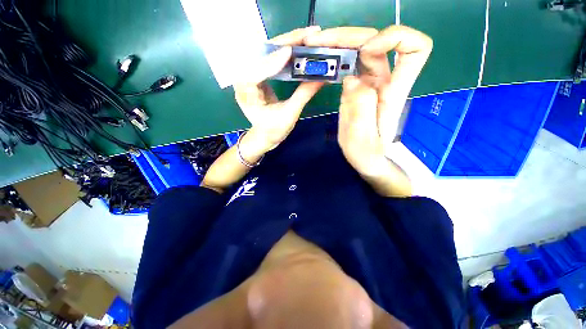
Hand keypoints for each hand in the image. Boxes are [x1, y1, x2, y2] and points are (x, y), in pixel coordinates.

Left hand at [234, 27, 323, 152]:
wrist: (264, 136)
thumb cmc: (273, 130)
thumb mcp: (289, 115)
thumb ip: (303, 95)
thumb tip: (322, 77)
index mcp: (246, 93)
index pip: (257, 71)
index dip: (273, 61)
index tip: (290, 52)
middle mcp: (243, 79)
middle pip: (262, 53)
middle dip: (284, 42)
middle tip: (307, 35)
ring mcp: (250, 74)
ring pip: (267, 51)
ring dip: (286, 42)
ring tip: (306, 38)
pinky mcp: (258, 74)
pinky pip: (271, 57)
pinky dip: (285, 51)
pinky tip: (298, 47)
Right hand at [305, 25, 432, 195]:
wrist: (367, 160)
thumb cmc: (368, 154)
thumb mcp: (362, 139)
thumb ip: (360, 109)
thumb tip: (352, 78)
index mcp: (393, 92)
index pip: (414, 48)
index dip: (394, 37)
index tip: (366, 49)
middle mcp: (383, 81)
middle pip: (375, 40)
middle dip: (347, 36)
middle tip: (316, 42)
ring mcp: (369, 83)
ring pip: (359, 49)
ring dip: (337, 43)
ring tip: (312, 47)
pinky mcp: (356, 88)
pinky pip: (349, 64)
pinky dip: (334, 57)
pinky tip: (320, 61)